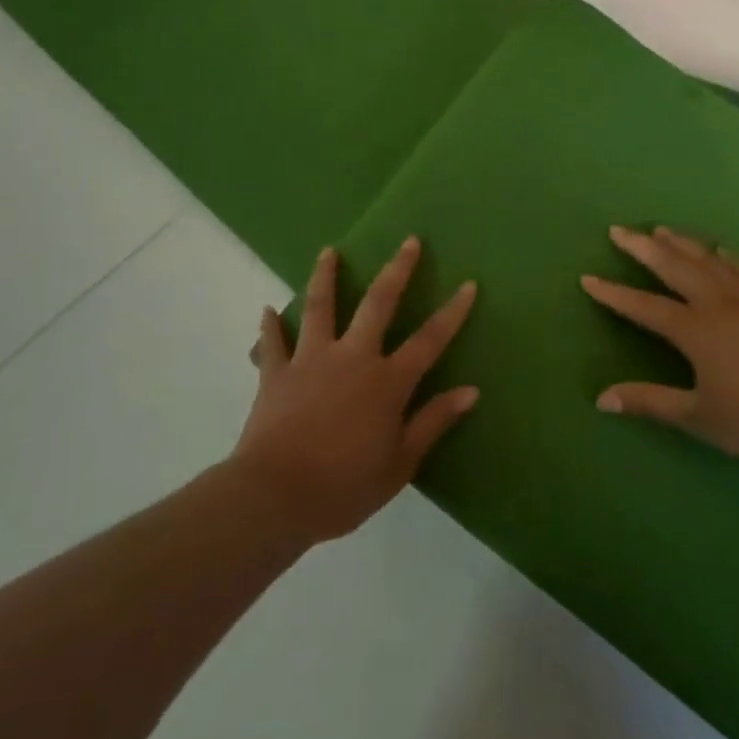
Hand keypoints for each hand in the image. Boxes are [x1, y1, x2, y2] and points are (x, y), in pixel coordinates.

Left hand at [232, 237, 477, 542]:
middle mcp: (352, 358)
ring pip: (320, 307)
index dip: (452, 312)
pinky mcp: (275, 373)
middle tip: (409, 241)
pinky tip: (268, 309)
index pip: (429, 340)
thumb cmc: (344, 486)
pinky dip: (270, 325)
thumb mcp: (400, 463)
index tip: (468, 284)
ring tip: (329, 252)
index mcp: (387, 382)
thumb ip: (434, 421)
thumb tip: (471, 391)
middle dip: (397, 270)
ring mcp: (310, 360)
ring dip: (326, 277)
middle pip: (378, 304)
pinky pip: (272, 343)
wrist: (275, 497)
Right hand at [580, 225, 738, 469]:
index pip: (644, 307)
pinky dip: (727, 255)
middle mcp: (719, 304)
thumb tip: (601, 399)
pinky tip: (720, 249)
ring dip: (681, 243)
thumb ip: (651, 402)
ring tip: (660, 229)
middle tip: (618, 230)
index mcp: (696, 331)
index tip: (588, 279)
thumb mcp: (700, 417)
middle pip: (674, 267)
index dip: (614, 294)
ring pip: (708, 260)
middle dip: (643, 248)